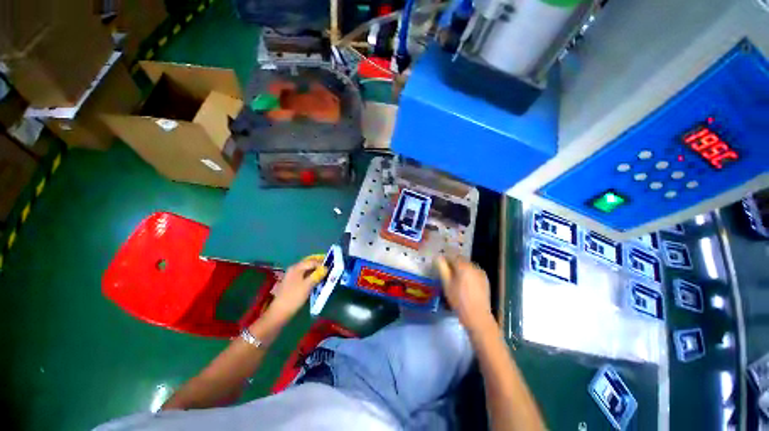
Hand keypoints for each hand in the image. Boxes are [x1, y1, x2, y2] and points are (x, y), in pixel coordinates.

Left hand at [264, 255, 327, 324]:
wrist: (280, 312)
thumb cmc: (294, 297)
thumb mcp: (307, 285)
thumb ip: (317, 275)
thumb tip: (326, 268)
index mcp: (297, 268)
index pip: (312, 262)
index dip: (321, 264)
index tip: (330, 268)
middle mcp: (294, 269)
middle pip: (308, 263)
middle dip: (318, 264)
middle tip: (328, 267)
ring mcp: (293, 276)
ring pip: (307, 270)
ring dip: (316, 270)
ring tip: (324, 274)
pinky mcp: (293, 283)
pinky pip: (304, 275)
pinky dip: (311, 275)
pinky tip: (316, 280)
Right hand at [435, 256, 493, 333]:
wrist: (477, 316)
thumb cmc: (459, 300)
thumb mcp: (447, 284)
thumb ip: (442, 268)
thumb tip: (438, 257)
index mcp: (463, 266)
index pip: (452, 256)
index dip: (445, 259)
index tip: (440, 266)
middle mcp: (473, 266)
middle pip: (461, 260)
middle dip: (453, 264)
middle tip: (447, 274)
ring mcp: (481, 273)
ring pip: (468, 266)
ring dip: (461, 269)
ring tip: (456, 280)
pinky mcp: (485, 280)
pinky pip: (474, 272)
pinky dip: (468, 274)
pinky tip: (465, 285)